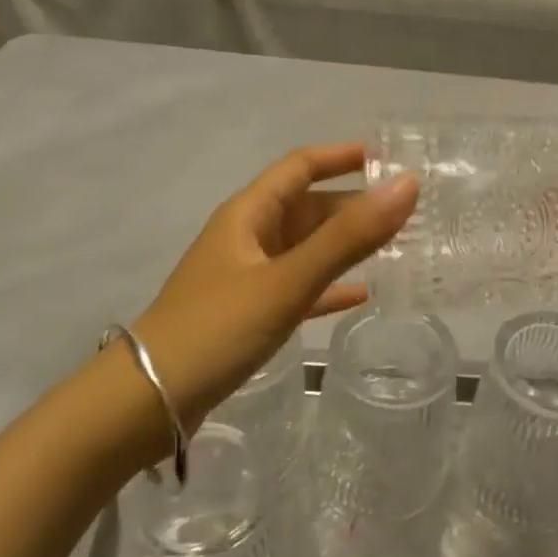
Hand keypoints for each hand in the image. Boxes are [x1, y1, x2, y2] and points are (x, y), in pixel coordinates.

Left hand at [134, 142, 418, 424]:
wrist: (149, 400)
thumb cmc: (217, 328)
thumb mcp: (287, 280)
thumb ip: (348, 237)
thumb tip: (407, 185)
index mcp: (248, 214)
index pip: (300, 166)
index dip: (342, 156)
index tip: (389, 156)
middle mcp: (247, 236)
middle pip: (307, 207)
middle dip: (353, 204)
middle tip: (408, 210)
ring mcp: (247, 276)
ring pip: (305, 248)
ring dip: (345, 244)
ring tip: (397, 245)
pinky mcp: (248, 312)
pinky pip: (299, 287)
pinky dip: (329, 286)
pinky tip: (362, 295)